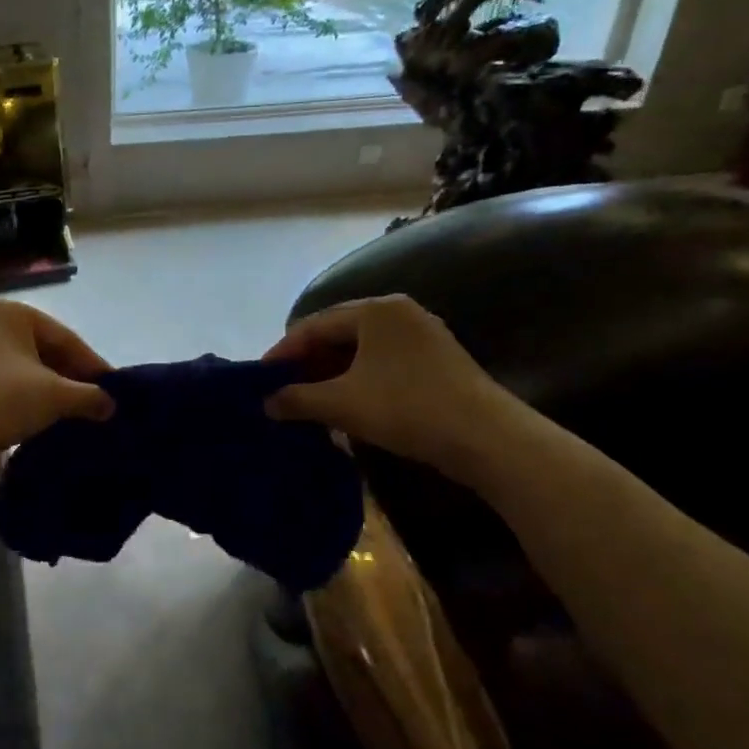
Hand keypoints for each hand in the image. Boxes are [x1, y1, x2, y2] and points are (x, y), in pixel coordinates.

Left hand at [0, 300, 113, 470]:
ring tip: (68, 412)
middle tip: (94, 403)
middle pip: (42, 349)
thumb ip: (89, 396)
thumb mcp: (54, 397)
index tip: (114, 391)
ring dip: (45, 387)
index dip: (93, 366)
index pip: (65, 338)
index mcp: (10, 312)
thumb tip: (111, 404)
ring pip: (19, 366)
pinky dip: (20, 394)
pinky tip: (34, 415)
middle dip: (69, 377)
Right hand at [263, 295, 518, 479]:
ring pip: (362, 351)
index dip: (283, 351)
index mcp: (375, 310)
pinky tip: (346, 404)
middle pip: (339, 334)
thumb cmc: (405, 407)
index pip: (315, 325)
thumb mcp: (341, 404)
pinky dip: (358, 380)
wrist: (486, 437)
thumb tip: (266, 403)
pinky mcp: (437, 361)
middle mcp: (399, 313)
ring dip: (331, 374)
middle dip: (308, 363)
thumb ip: (298, 399)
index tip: (261, 377)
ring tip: (309, 400)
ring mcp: (423, 336)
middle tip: (282, 389)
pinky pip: (383, 363)